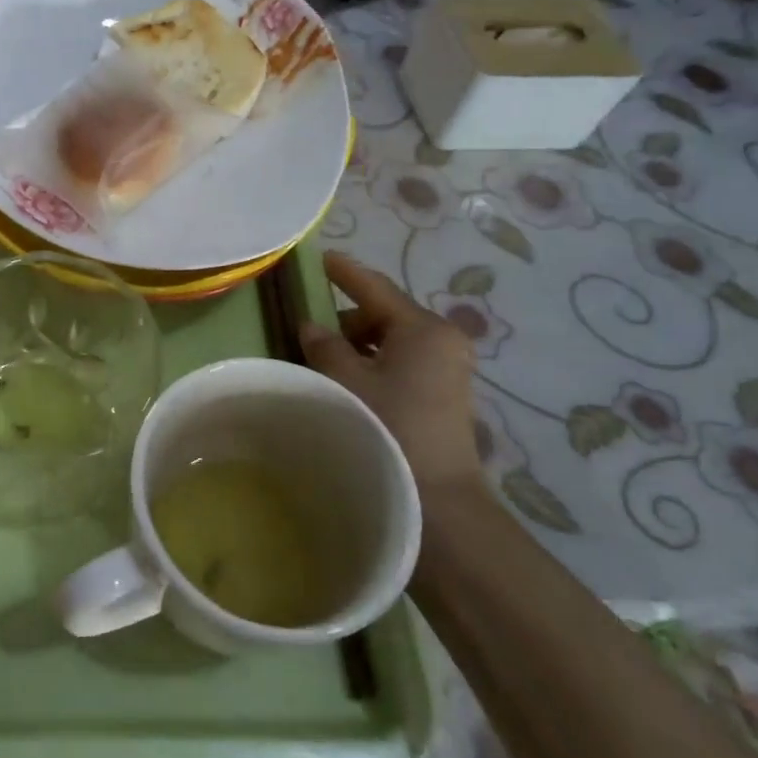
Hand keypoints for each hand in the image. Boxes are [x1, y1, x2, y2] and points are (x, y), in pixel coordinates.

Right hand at [299, 251, 482, 505]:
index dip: (344, 272)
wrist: (439, 500)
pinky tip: (350, 384)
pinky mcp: (445, 395)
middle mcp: (442, 340)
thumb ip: (324, 345)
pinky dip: (374, 364)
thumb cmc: (390, 426)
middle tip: (309, 332)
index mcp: (423, 327)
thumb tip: (311, 326)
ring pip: (391, 341)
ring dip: (358, 346)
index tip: (320, 258)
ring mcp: (448, 369)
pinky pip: (401, 363)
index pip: (376, 287)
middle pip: (384, 315)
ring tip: (325, 363)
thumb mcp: (346, 380)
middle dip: (346, 320)